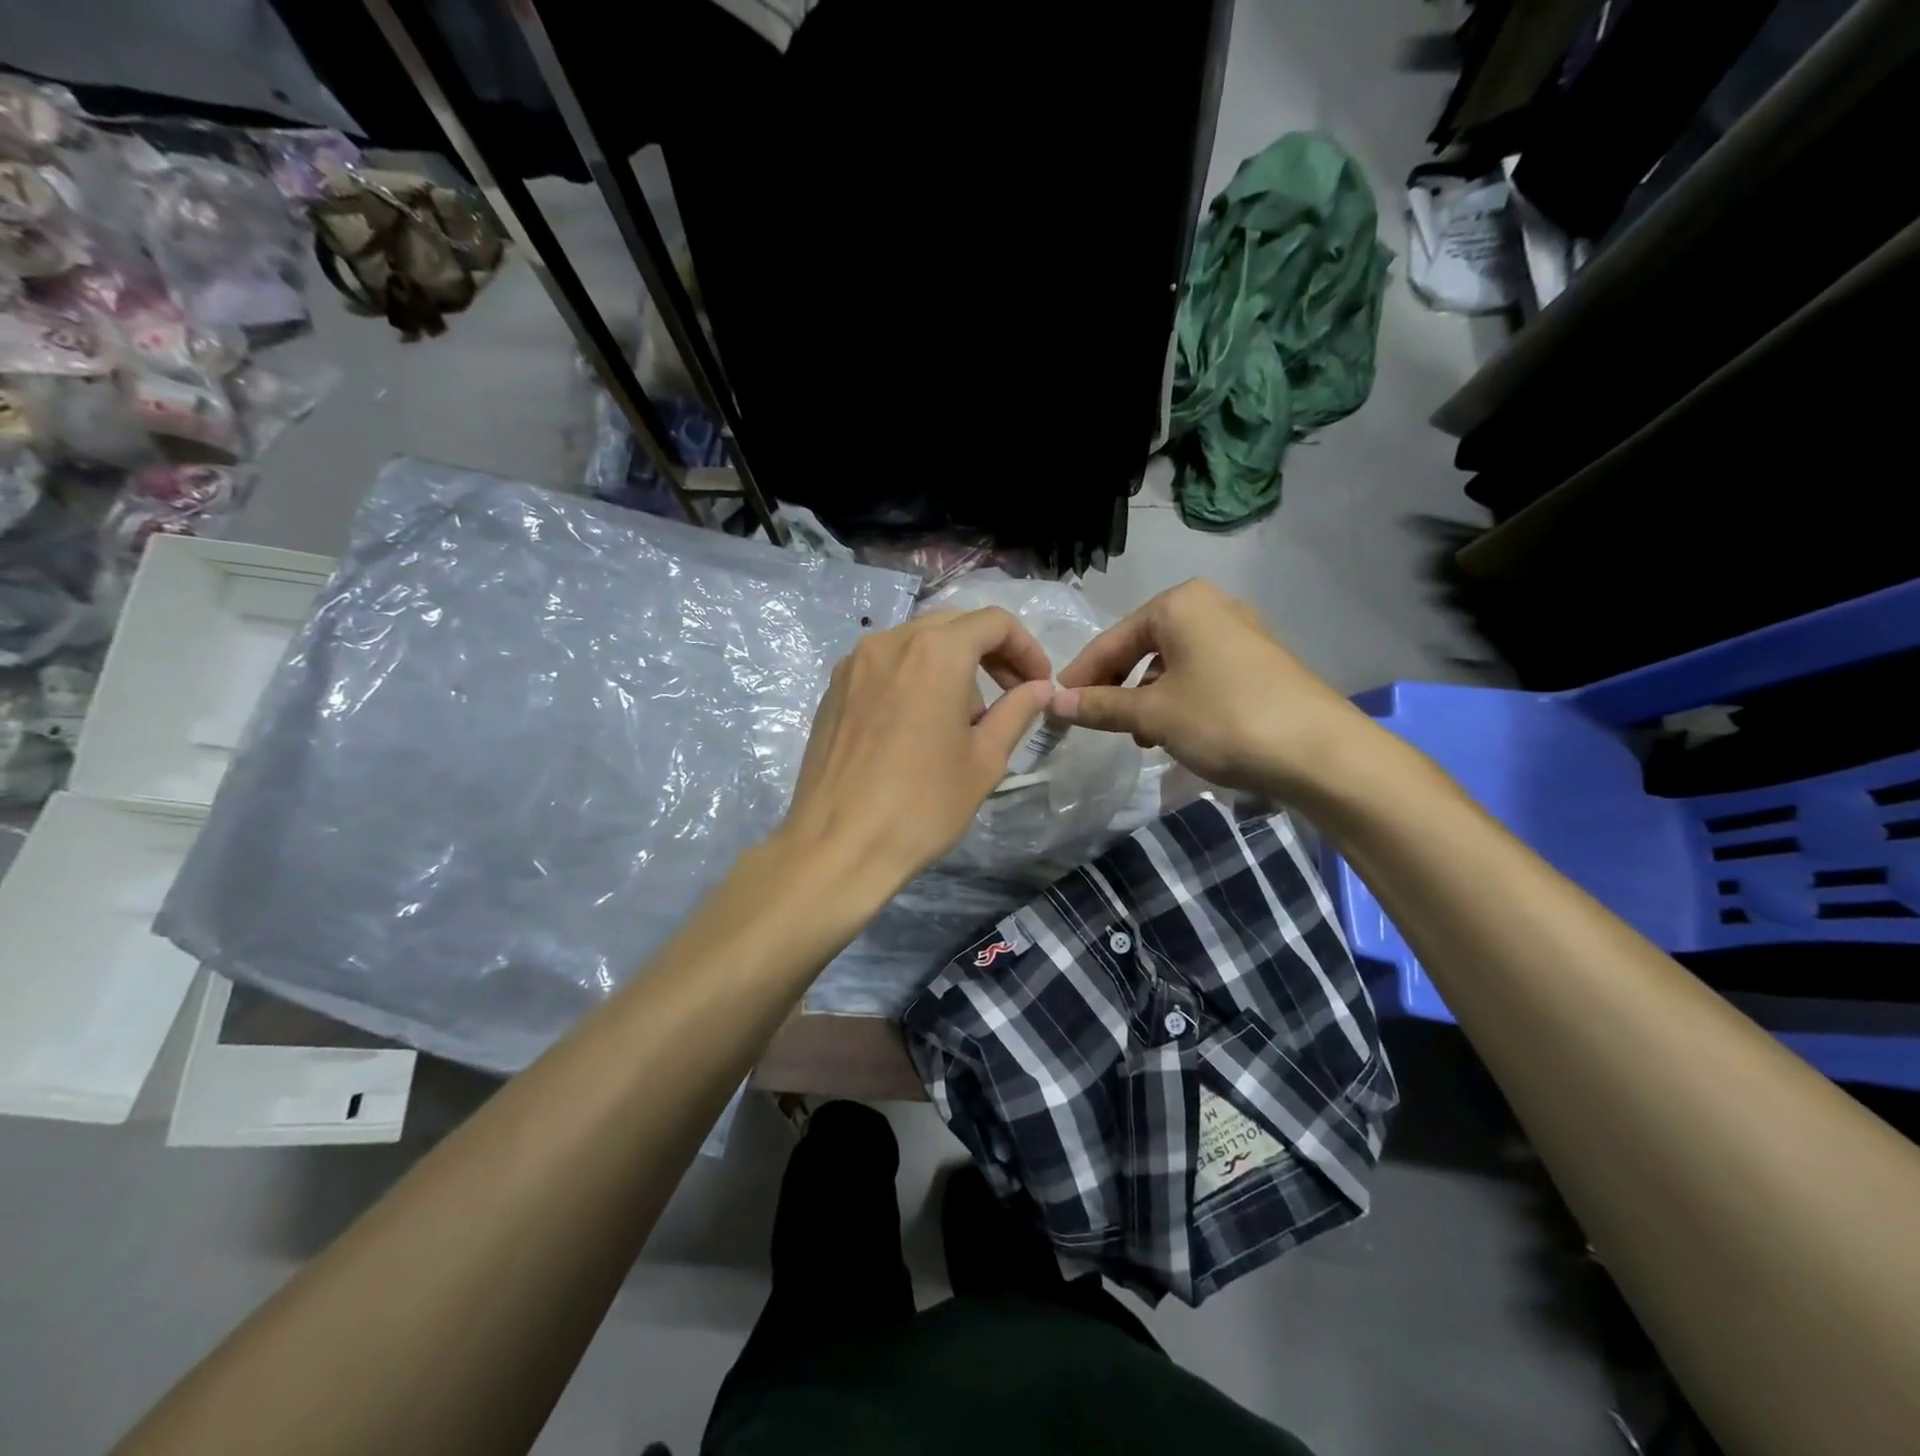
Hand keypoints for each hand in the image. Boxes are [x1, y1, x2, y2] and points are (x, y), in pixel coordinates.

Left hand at [778, 607, 1054, 892]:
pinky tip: (917, 725)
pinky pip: (885, 666)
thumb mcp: (984, 759)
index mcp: (935, 652)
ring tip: (960, 719)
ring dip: (950, 665)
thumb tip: (1041, 688)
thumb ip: (1017, 712)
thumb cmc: (923, 804)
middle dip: (989, 652)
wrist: (838, 846)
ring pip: (916, 643)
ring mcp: (854, 663)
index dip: (1026, 648)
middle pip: (953, 625)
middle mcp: (890, 642)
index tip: (1036, 685)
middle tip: (1008, 695)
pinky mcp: (833, 689)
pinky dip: (913, 678)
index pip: (994, 622)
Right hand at [1051, 578, 1371, 795]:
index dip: (1081, 675)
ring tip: (1140, 735)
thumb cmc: (1224, 719)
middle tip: (1098, 721)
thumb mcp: (1152, 715)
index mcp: (1180, 604)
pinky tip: (1178, 731)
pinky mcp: (1261, 661)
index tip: (1057, 705)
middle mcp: (1211, 606)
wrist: (1320, 752)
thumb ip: (1100, 706)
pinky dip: (1180, 699)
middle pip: (1142, 647)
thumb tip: (1054, 703)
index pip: (1112, 640)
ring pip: (1173, 663)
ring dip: (1148, 697)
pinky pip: (1202, 673)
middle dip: (1117, 686)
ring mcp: (1241, 632)